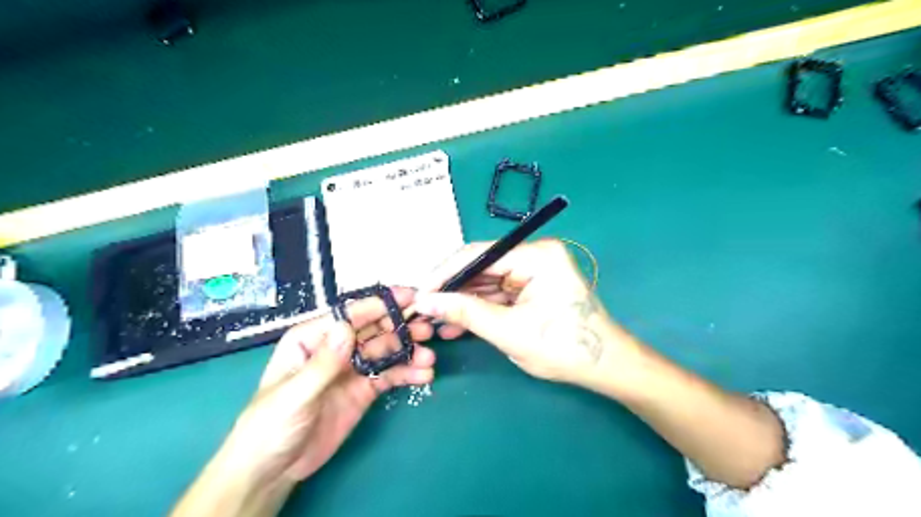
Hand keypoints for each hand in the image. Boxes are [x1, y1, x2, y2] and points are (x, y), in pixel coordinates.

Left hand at [172, 289, 434, 514]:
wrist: (273, 469)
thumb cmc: (270, 425)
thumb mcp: (294, 395)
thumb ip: (323, 363)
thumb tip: (347, 327)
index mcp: (314, 338)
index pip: (351, 314)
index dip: (381, 304)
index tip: (411, 298)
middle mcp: (337, 347)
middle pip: (374, 329)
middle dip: (401, 327)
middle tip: (428, 329)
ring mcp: (353, 368)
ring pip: (386, 351)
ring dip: (409, 351)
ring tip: (429, 359)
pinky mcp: (364, 389)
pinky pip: (390, 375)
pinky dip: (408, 373)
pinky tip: (424, 376)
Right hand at [415, 238, 638, 384]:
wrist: (606, 367)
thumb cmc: (564, 348)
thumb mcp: (509, 331)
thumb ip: (465, 312)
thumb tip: (425, 302)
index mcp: (537, 255)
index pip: (479, 254)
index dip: (445, 273)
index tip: (420, 293)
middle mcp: (535, 255)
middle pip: (482, 267)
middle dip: (452, 290)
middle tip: (423, 309)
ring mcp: (534, 271)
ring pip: (486, 282)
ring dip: (462, 302)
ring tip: (435, 321)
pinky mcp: (532, 288)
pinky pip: (498, 294)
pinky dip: (479, 309)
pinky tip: (456, 324)